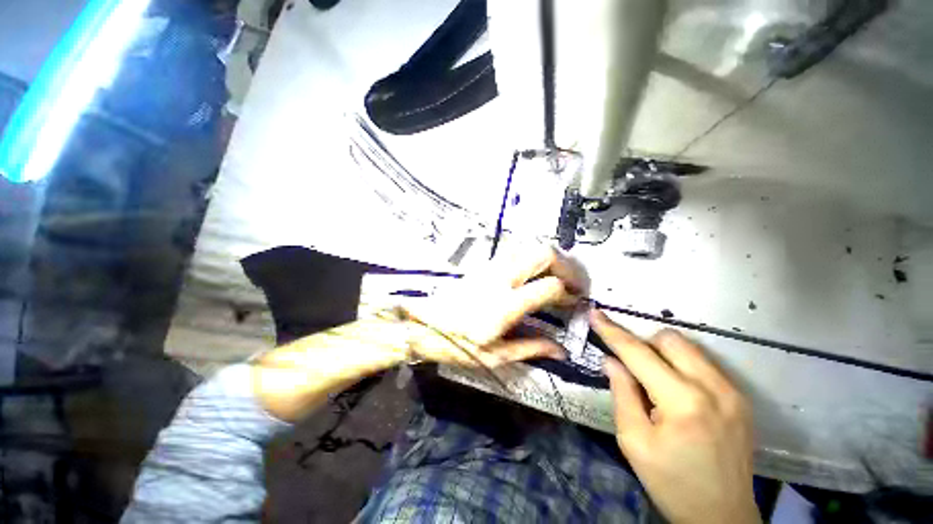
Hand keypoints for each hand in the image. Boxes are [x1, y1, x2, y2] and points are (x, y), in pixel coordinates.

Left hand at [402, 245, 585, 367]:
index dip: (568, 292)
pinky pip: (514, 250)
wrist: (424, 324)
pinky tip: (533, 271)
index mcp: (506, 305)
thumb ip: (531, 348)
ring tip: (556, 274)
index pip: (548, 286)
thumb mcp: (495, 356)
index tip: (573, 301)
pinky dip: (531, 256)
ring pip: (528, 246)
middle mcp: (501, 279)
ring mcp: (491, 267)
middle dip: (566, 264)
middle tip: (573, 281)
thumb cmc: (457, 344)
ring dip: (548, 257)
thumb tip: (561, 349)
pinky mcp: (484, 265)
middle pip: (543, 254)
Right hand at [591, 310, 759, 523]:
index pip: (638, 353)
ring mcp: (732, 392)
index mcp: (682, 402)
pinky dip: (681, 366)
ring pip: (689, 347)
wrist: (722, 517)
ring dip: (663, 354)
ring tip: (654, 382)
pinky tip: (676, 392)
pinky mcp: (740, 398)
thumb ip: (622, 393)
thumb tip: (612, 360)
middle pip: (669, 339)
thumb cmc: (671, 482)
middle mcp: (713, 388)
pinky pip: (703, 364)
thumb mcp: (634, 441)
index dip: (613, 332)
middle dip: (644, 344)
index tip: (595, 314)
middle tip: (632, 367)